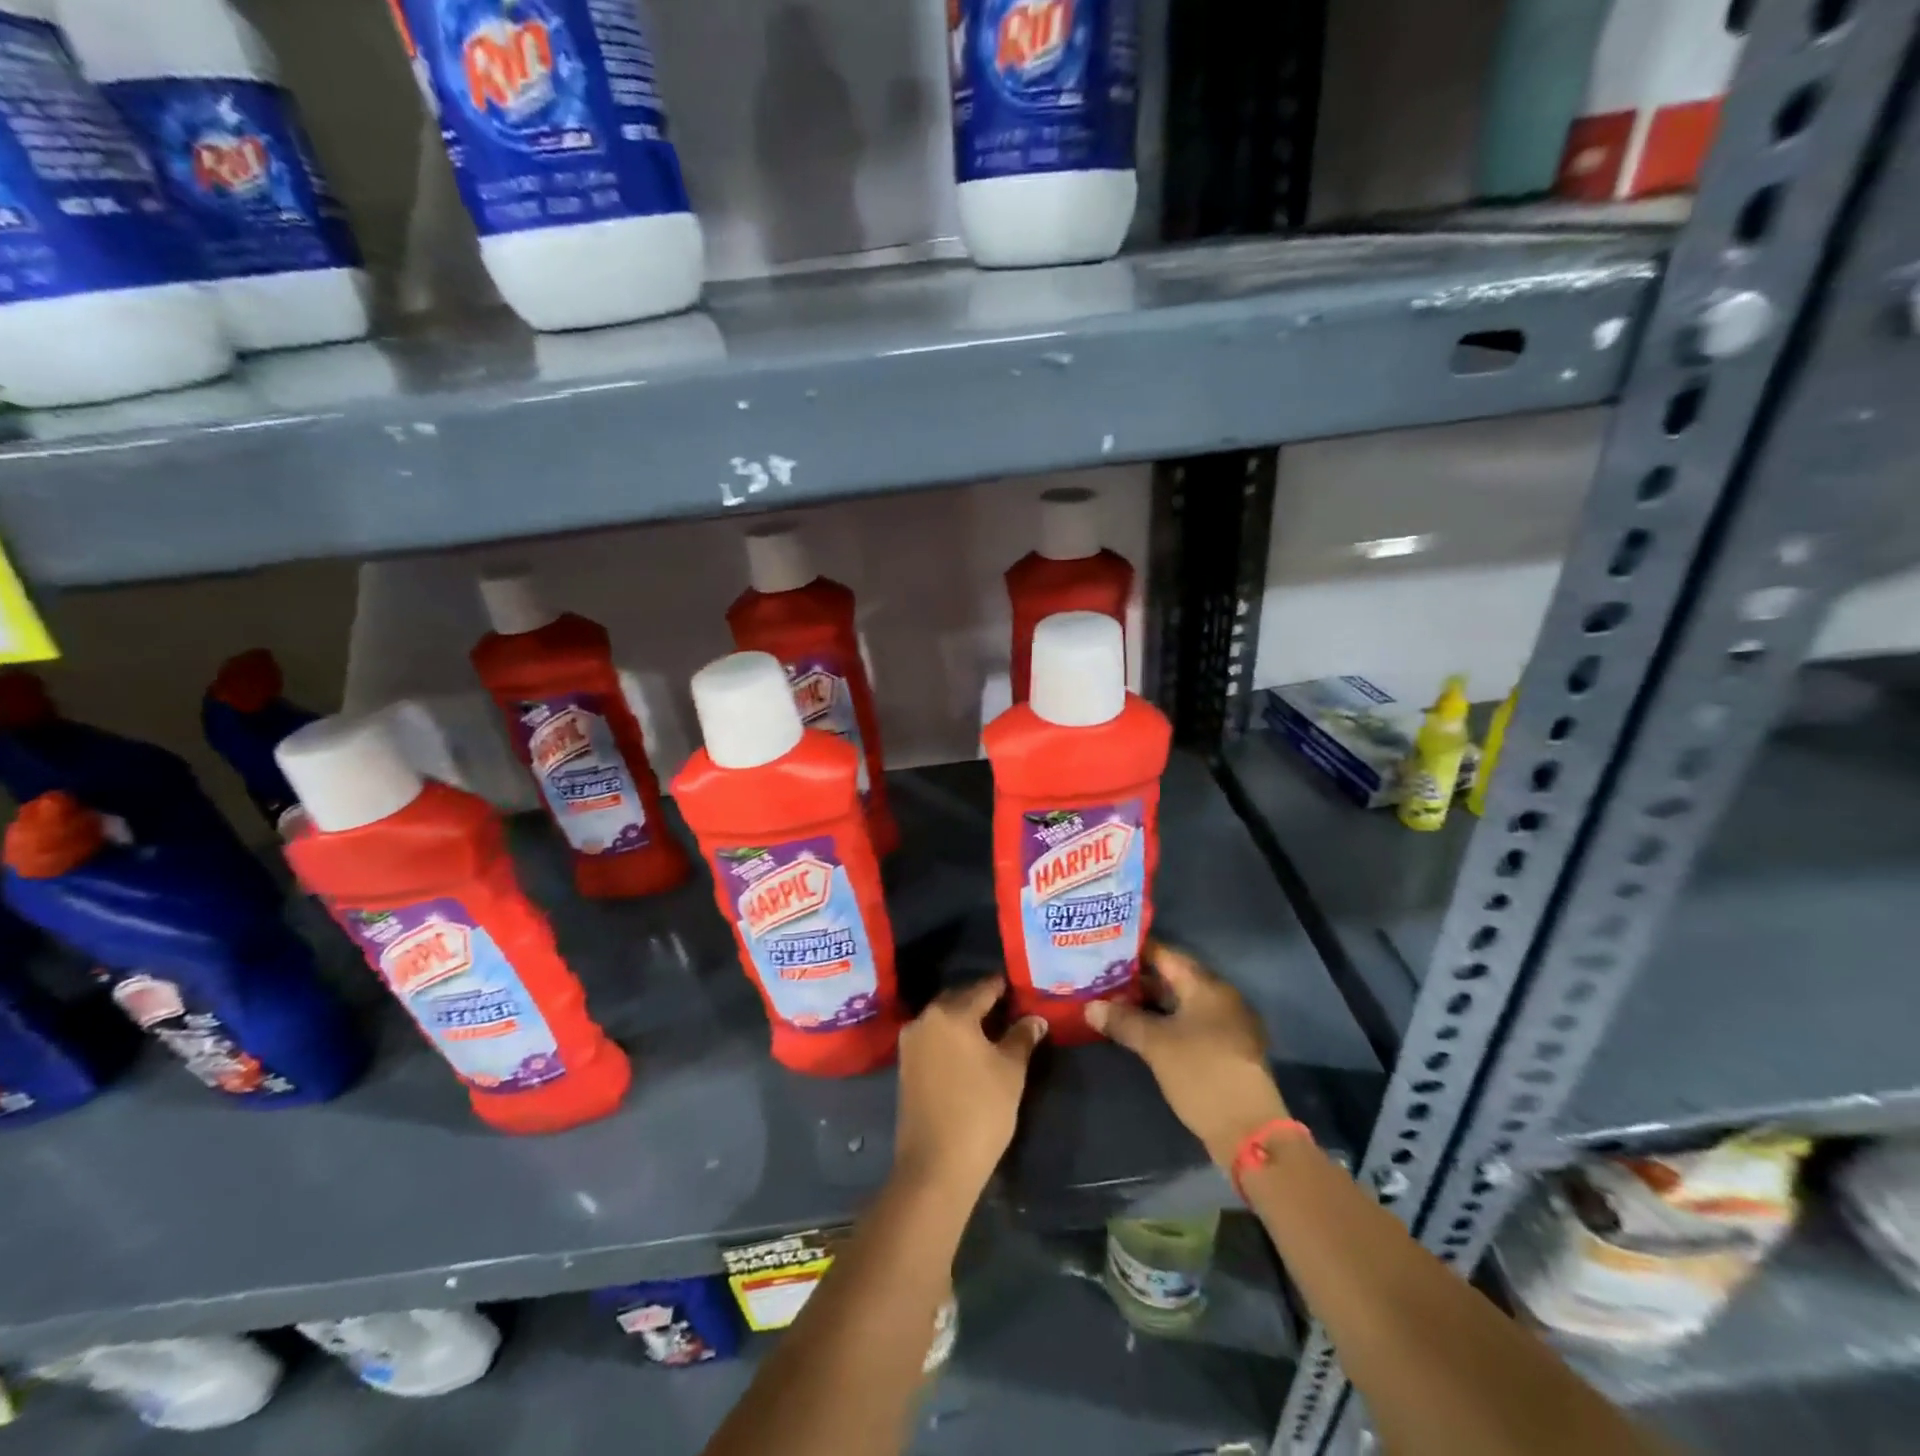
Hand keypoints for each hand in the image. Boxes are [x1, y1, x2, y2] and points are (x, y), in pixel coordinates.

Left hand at [893, 978, 1046, 1198]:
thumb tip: (1035, 1018)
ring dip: (967, 1020)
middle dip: (984, 1001)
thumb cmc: (980, 1111)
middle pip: (960, 999)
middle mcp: (925, 1019)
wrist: (936, 1165)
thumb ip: (1022, 1037)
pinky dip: (952, 1038)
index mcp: (951, 1012)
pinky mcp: (905, 1066)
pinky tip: (971, 1051)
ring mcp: (911, 1043)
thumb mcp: (1011, 1071)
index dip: (1004, 987)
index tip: (1021, 988)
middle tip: (1011, 1009)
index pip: (983, 988)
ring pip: (944, 1019)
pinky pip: (934, 1038)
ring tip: (995, 1031)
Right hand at [1086, 942, 1289, 1166]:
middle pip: (1172, 978)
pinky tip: (1137, 1030)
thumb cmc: (1202, 1073)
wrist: (1248, 1130)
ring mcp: (1224, 1025)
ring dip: (1149, 1003)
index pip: (1165, 954)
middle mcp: (1219, 998)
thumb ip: (1123, 1020)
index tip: (1104, 949)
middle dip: (1137, 979)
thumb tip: (1090, 1007)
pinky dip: (1164, 1022)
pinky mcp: (1223, 1050)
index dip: (1134, 950)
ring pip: (1179, 1003)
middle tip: (1101, 977)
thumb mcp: (1156, 1044)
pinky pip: (1188, 1024)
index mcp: (1206, 986)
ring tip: (1111, 1002)